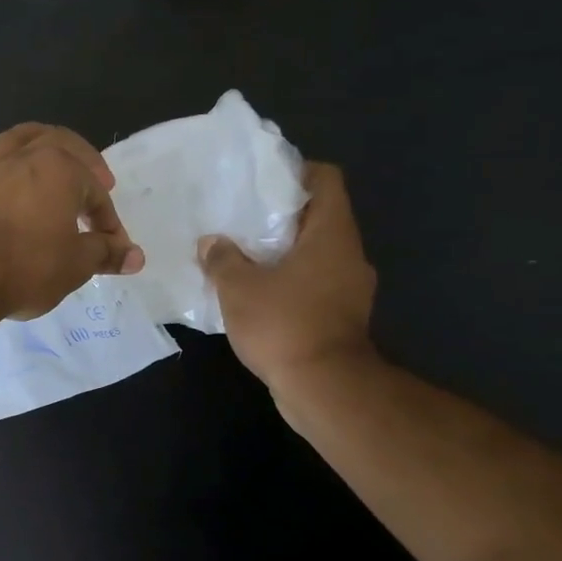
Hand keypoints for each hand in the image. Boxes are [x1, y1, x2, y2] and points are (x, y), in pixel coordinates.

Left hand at [0, 124, 144, 320]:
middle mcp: (22, 160)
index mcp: (58, 169)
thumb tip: (135, 256)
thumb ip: (105, 254)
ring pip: (14, 143)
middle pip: (57, 143)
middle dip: (82, 159)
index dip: (108, 220)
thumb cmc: (28, 266)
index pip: (95, 192)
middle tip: (97, 179)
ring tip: (46, 161)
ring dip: (35, 147)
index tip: (114, 248)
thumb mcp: (77, 264)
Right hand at [199, 162, 376, 388]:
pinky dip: (287, 282)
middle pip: (318, 217)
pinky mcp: (341, 316)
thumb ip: (223, 259)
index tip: (260, 182)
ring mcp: (349, 288)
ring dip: (281, 252)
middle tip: (238, 218)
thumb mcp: (239, 287)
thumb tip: (212, 242)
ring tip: (240, 256)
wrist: (324, 388)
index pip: (326, 180)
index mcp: (331, 234)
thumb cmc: (284, 324)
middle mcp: (348, 254)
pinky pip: (312, 284)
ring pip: (314, 253)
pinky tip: (255, 293)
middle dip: (278, 216)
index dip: (295, 172)